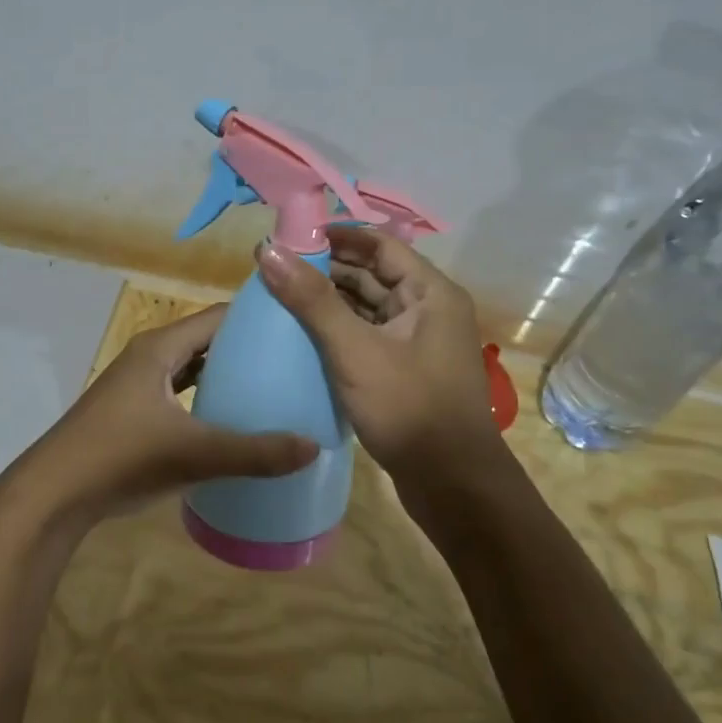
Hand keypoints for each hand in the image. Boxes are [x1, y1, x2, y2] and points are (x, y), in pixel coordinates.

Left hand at [10, 304, 318, 529]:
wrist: (53, 495)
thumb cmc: (121, 458)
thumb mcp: (195, 455)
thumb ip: (255, 452)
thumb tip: (313, 446)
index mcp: (161, 347)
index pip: (219, 316)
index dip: (257, 317)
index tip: (298, 326)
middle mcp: (149, 355)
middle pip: (207, 339)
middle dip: (247, 346)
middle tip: (294, 359)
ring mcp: (137, 383)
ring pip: (192, 366)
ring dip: (225, 372)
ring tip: (271, 384)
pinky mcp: (131, 410)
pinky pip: (179, 390)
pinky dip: (204, 396)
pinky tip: (228, 417)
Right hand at [257, 227, 503, 492]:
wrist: (453, 486)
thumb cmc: (409, 408)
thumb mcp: (355, 350)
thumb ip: (311, 300)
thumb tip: (268, 250)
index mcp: (430, 293)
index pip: (379, 245)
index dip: (336, 236)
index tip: (290, 238)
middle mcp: (428, 310)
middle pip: (373, 274)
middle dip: (326, 270)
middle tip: (275, 270)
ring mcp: (418, 343)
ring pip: (368, 308)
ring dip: (330, 302)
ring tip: (280, 299)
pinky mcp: (405, 371)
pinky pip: (368, 337)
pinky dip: (339, 331)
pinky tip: (303, 338)